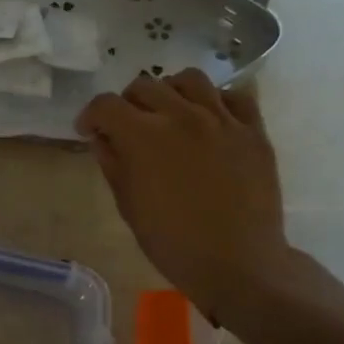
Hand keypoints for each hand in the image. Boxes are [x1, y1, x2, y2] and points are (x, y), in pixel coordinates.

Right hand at [77, 70, 297, 321]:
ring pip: (190, 79)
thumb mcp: (128, 205)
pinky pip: (235, 96)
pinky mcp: (253, 131)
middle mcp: (181, 115)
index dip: (90, 115)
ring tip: (170, 112)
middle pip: (145, 86)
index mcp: (143, 135)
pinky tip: (210, 119)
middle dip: (127, 104)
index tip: (89, 131)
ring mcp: (222, 120)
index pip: (106, 104)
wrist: (239, 265)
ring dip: (170, 91)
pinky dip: (217, 100)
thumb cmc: (174, 243)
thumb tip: (101, 137)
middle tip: (128, 127)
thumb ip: (112, 162)